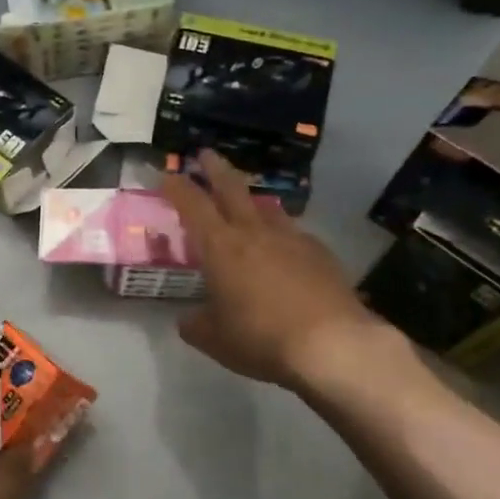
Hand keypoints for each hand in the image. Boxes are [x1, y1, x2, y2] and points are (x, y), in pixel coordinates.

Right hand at [161, 150, 404, 391]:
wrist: (333, 344)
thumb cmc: (261, 338)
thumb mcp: (214, 339)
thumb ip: (195, 324)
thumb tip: (188, 319)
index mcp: (220, 247)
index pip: (192, 205)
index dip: (177, 187)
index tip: (166, 174)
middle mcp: (254, 232)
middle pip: (232, 188)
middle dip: (215, 168)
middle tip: (205, 154)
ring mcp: (292, 239)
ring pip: (266, 208)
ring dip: (251, 201)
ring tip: (246, 204)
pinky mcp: (321, 253)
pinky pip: (293, 234)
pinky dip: (280, 235)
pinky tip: (283, 251)